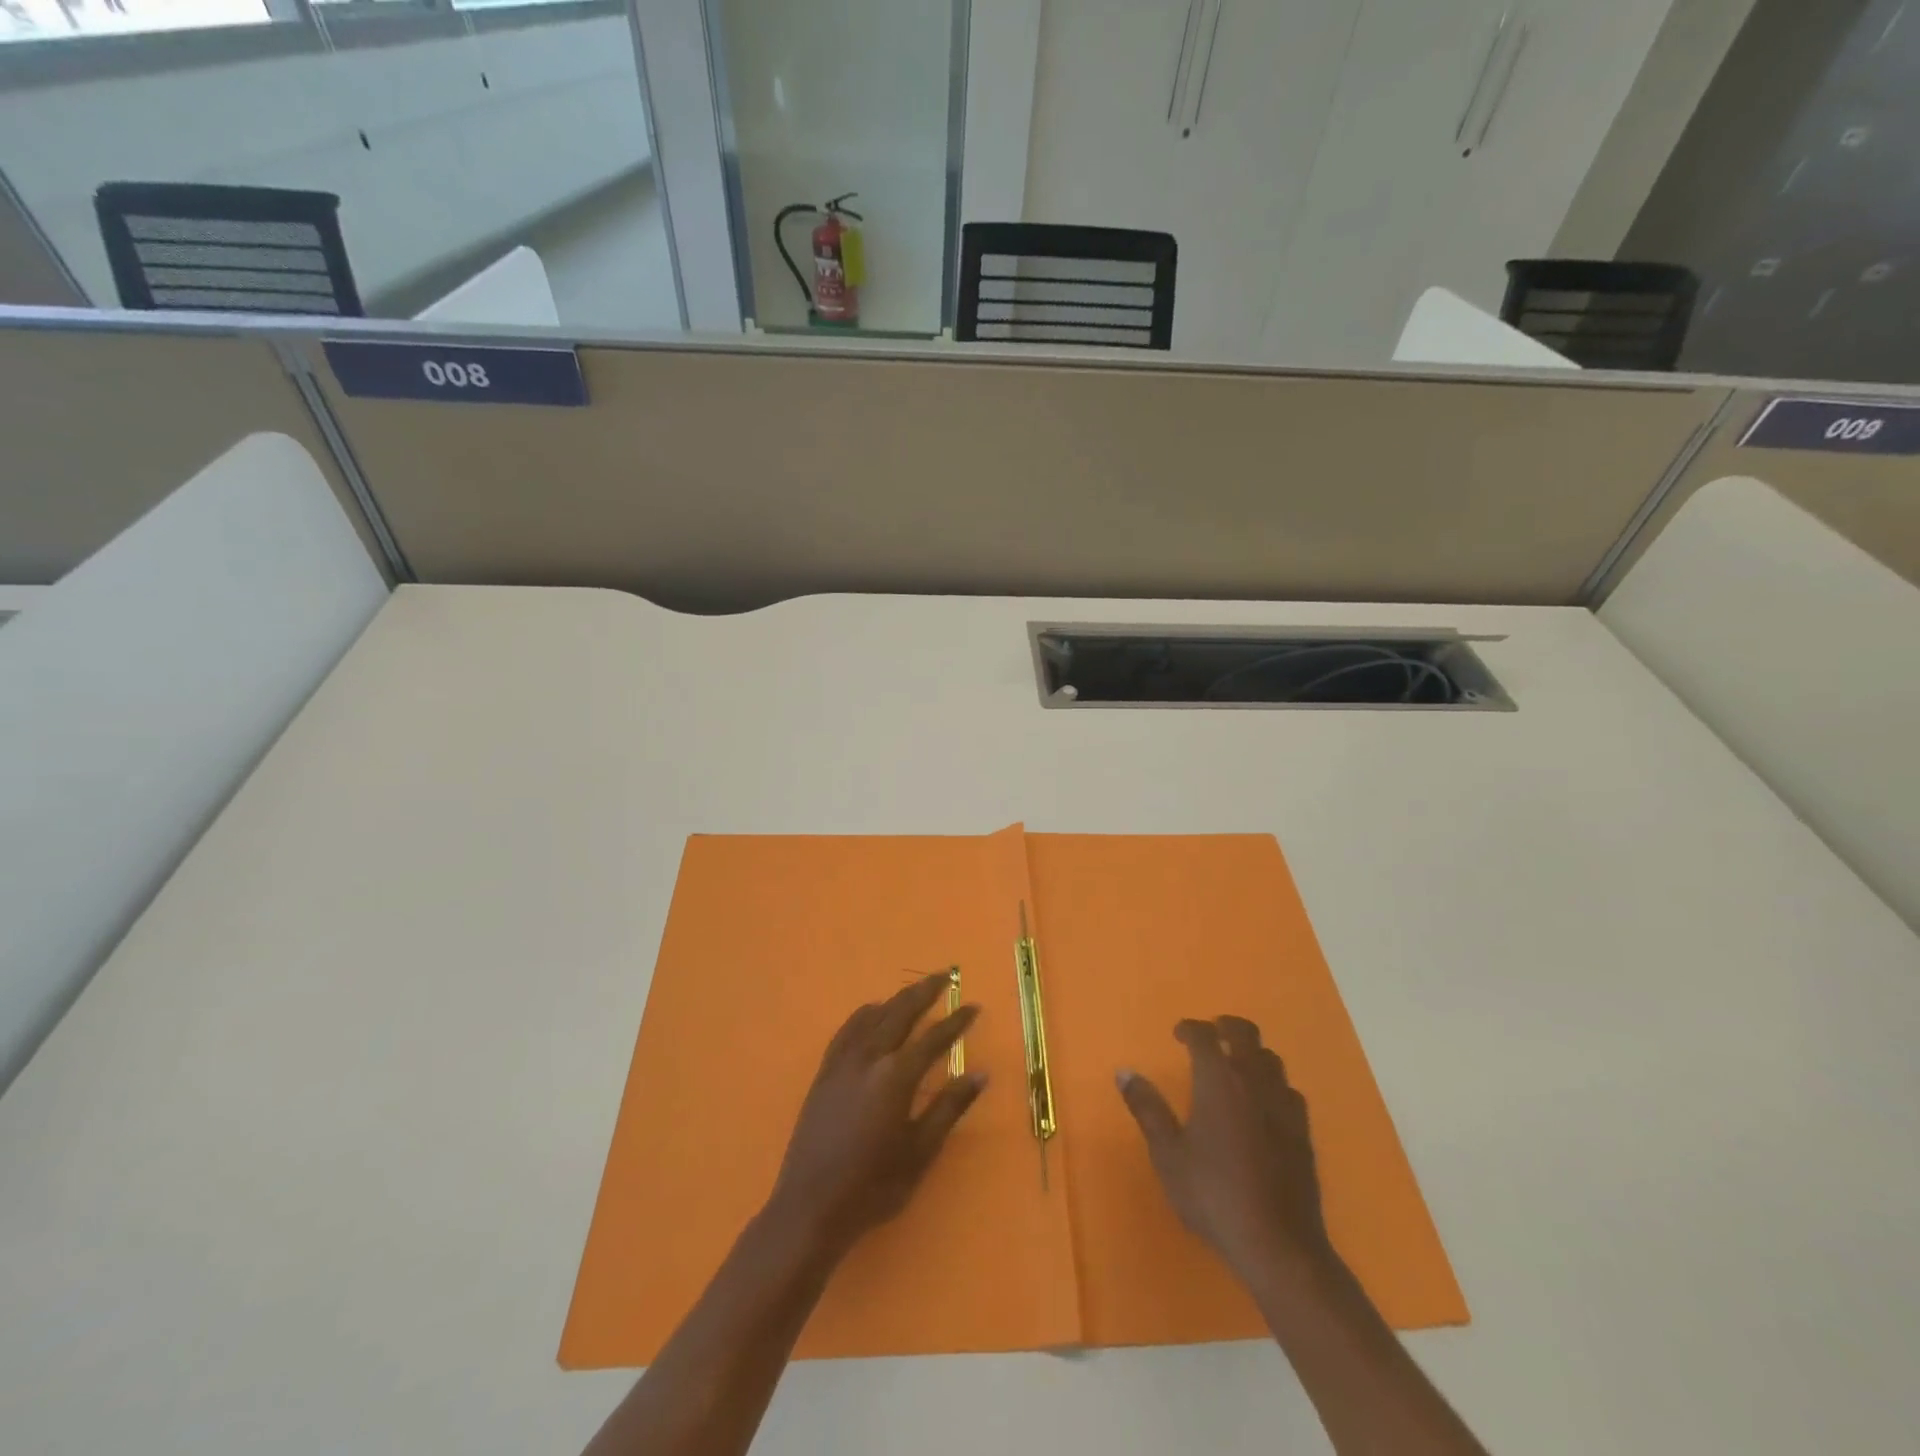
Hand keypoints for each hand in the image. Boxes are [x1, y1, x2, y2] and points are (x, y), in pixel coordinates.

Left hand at [768, 973, 984, 1260]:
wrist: (810, 1206)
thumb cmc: (873, 1186)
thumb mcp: (920, 1151)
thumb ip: (949, 1108)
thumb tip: (980, 1073)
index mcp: (896, 1076)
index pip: (933, 1038)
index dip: (956, 1021)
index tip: (973, 1006)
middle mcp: (869, 1058)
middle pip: (900, 1012)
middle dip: (924, 992)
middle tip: (944, 975)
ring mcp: (842, 1062)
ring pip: (873, 1016)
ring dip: (896, 999)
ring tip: (914, 991)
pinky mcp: (824, 1072)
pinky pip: (847, 1030)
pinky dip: (864, 1014)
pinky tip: (871, 1013)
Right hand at [1117, 1016, 1332, 1285]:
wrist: (1278, 1245)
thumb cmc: (1213, 1194)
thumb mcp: (1168, 1154)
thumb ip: (1147, 1108)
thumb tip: (1124, 1072)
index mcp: (1219, 1080)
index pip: (1205, 1036)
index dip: (1190, 1028)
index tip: (1178, 1034)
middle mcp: (1254, 1082)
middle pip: (1246, 1034)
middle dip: (1227, 1027)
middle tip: (1211, 1034)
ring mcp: (1284, 1106)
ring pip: (1271, 1059)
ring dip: (1252, 1054)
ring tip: (1235, 1067)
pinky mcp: (1304, 1132)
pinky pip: (1288, 1090)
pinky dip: (1272, 1084)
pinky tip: (1263, 1104)